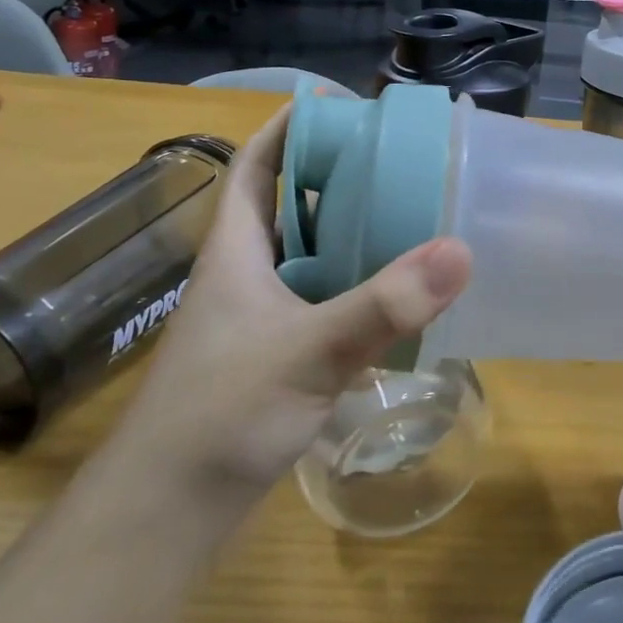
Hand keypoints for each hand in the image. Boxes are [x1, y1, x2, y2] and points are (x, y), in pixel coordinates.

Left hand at [114, 108, 471, 494]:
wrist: (163, 516)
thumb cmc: (220, 415)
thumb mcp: (307, 352)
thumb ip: (383, 305)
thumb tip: (459, 250)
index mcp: (236, 250)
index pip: (257, 164)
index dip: (291, 128)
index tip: (342, 106)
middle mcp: (243, 273)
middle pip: (290, 205)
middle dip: (336, 176)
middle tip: (397, 161)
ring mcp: (256, 317)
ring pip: (307, 255)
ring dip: (348, 233)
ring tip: (407, 215)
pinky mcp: (272, 355)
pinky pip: (319, 299)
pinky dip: (353, 286)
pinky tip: (393, 296)